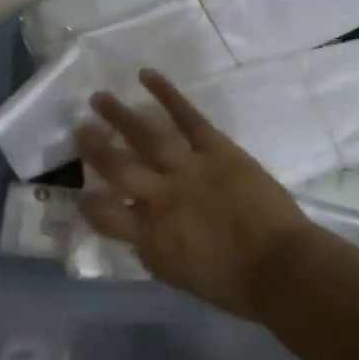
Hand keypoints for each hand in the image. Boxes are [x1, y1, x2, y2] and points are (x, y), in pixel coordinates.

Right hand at [74, 70, 309, 317]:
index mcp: (149, 235)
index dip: (88, 205)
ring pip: (145, 135)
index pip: (104, 216)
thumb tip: (137, 229)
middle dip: (94, 148)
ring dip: (119, 115)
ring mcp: (187, 168)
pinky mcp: (216, 148)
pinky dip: (166, 93)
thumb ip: (152, 249)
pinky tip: (146, 76)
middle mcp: (160, 197)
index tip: (80, 195)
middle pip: (117, 167)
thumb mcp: (179, 276)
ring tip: (98, 98)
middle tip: (78, 129)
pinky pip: (187, 116)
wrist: (281, 266)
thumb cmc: (233, 283)